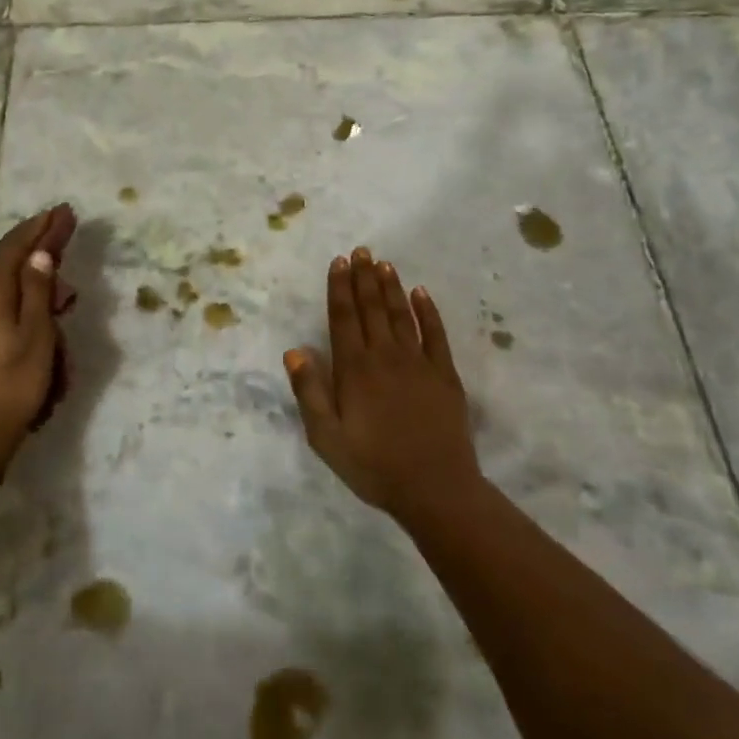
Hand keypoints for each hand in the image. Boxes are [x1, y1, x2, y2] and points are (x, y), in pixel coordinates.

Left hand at [0, 204, 77, 449]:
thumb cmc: (13, 386)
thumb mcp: (38, 336)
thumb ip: (38, 291)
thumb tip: (38, 253)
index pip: (15, 247)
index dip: (40, 227)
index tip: (62, 210)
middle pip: (4, 269)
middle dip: (37, 264)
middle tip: (67, 279)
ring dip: (24, 295)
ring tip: (53, 318)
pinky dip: (6, 313)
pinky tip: (20, 331)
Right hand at [284, 248, 480, 518]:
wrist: (434, 488)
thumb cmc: (373, 465)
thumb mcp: (326, 437)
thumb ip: (309, 391)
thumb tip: (294, 350)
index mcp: (354, 369)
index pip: (343, 318)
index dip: (339, 288)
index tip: (339, 262)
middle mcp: (385, 356)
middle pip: (372, 308)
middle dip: (364, 277)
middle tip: (361, 250)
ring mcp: (418, 363)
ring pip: (401, 315)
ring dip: (391, 287)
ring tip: (383, 264)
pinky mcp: (444, 375)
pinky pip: (435, 334)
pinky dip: (428, 311)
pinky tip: (421, 293)